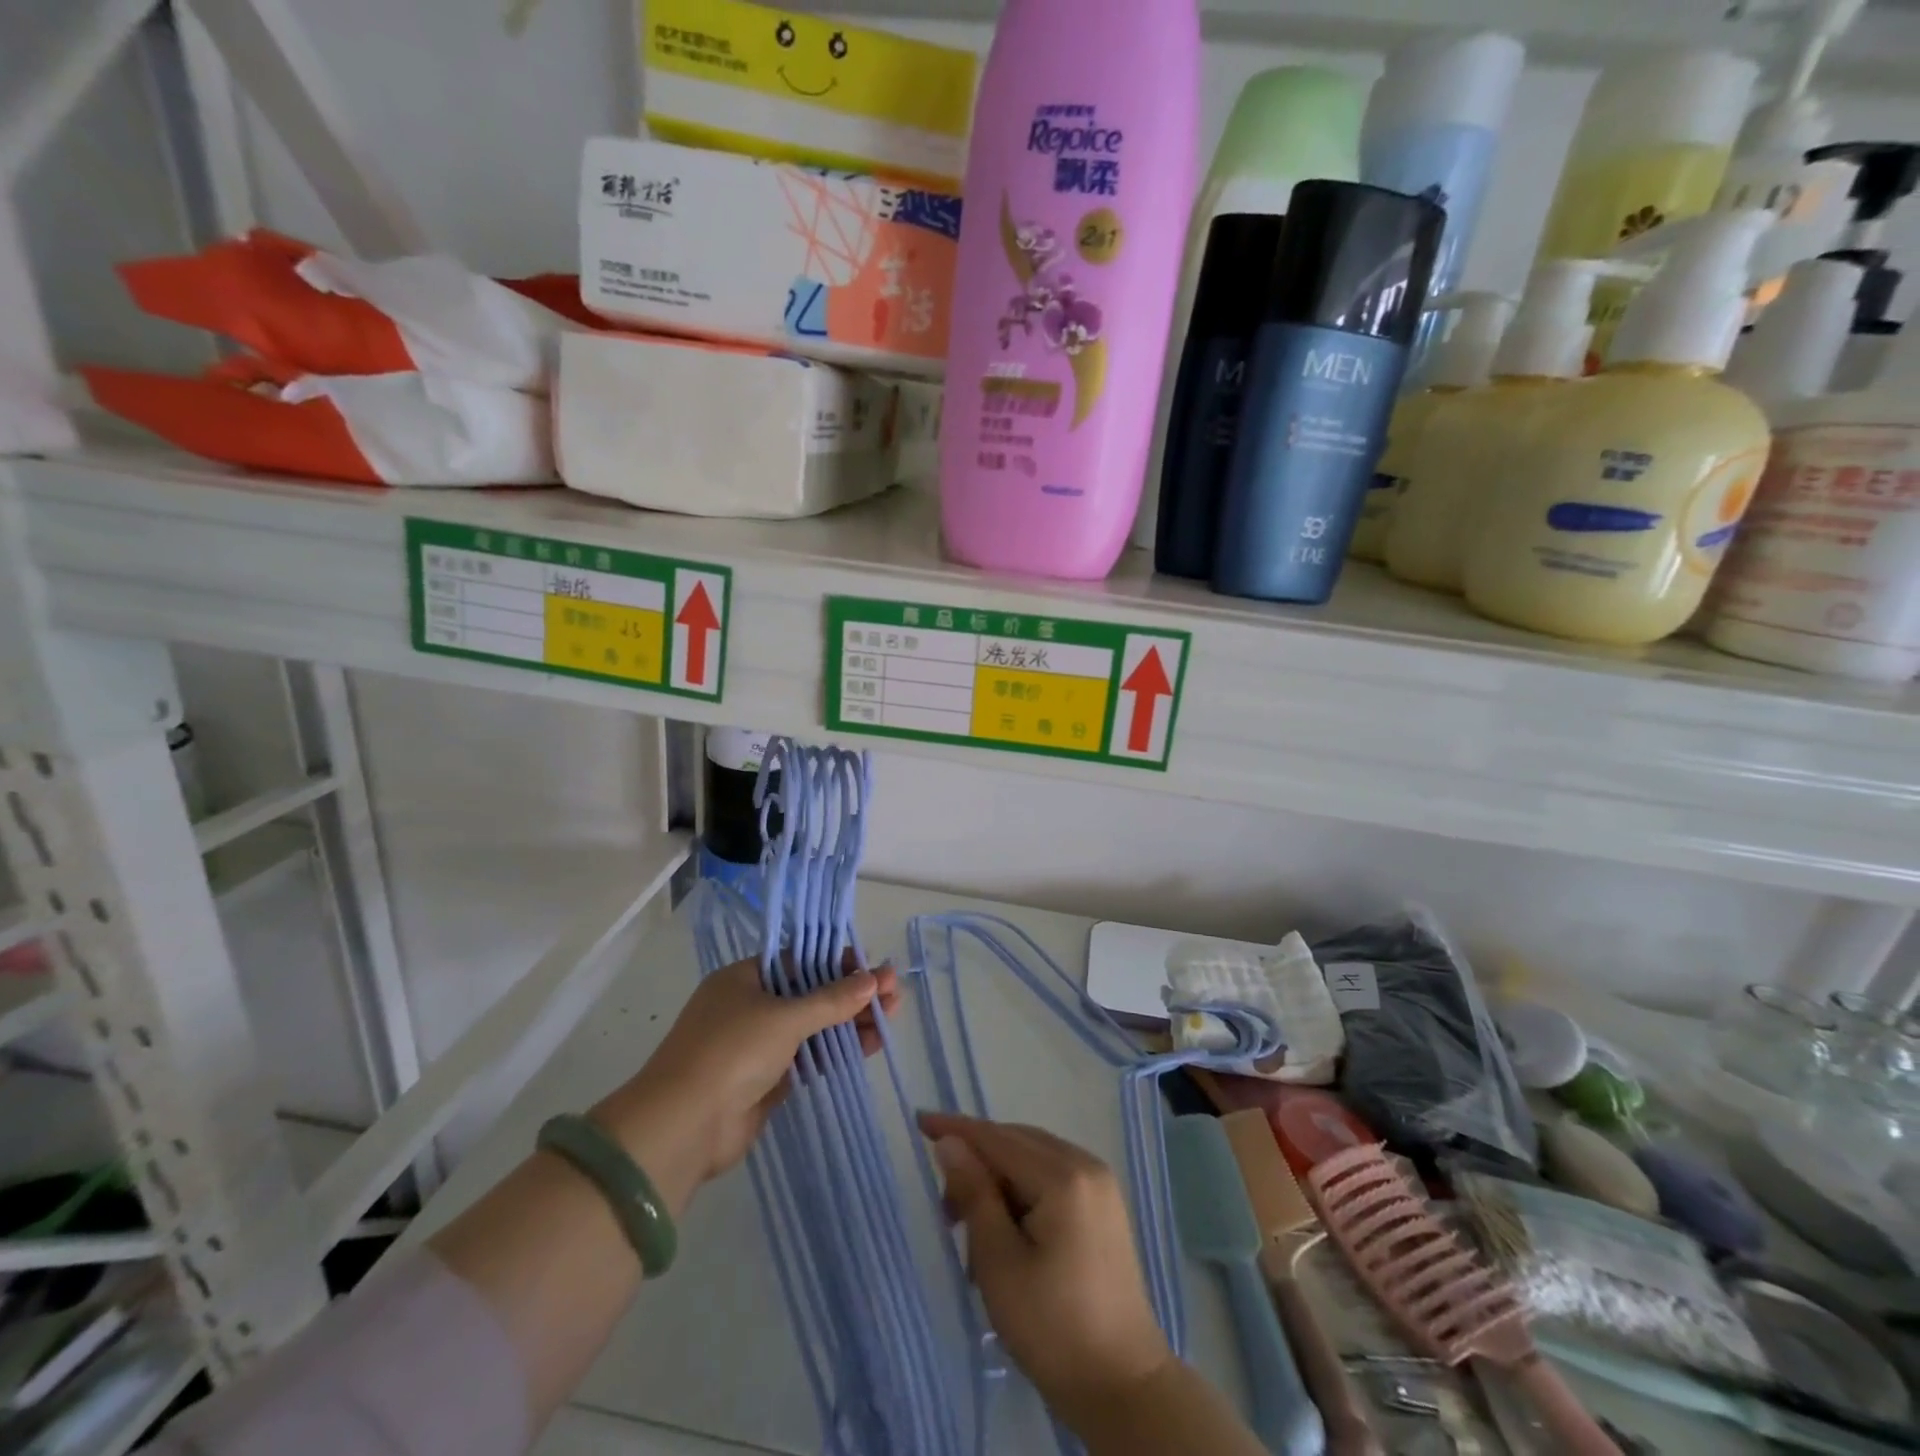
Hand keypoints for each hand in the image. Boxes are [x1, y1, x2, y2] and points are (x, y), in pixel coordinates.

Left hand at [594, 953, 899, 1213]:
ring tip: (892, 1018)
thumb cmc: (732, 1051)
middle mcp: (750, 1006)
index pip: (799, 960)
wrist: (684, 1127)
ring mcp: (758, 1045)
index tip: (873, 968)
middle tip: (894, 994)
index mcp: (743, 978)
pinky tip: (871, 1045)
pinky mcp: (766, 1080)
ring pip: (813, 1027)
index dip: (838, 962)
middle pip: (810, 993)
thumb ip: (832, 999)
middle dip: (852, 993)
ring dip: (850, 1022)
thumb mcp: (785, 1017)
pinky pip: (809, 1057)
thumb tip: (875, 980)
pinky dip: (837, 1050)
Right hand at [918, 1112, 1172, 1421]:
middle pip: (1017, 1143)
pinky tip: (1006, 1229)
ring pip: (1033, 1159)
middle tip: (945, 1208)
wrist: (1123, 1386)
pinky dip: (1023, 1191)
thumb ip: (974, 1194)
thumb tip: (951, 1143)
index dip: (956, 1129)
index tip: (919, 1121)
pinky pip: (1052, 1176)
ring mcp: (1100, 1184)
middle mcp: (1086, 1164)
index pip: (998, 1138)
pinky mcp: (1104, 1205)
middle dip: (977, 1163)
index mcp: (1063, 1176)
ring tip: (973, 1230)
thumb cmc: (1053, 1328)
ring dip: (999, 1180)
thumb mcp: (999, 1263)